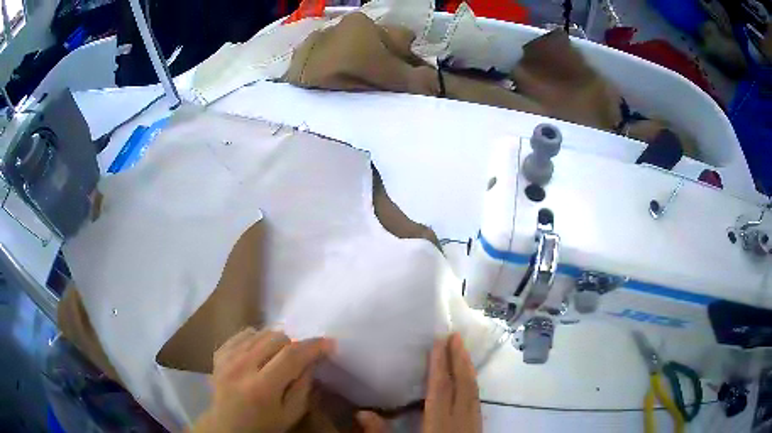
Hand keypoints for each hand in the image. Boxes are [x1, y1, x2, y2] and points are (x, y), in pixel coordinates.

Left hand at [191, 327, 333, 432]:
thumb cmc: (263, 426)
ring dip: (276, 341)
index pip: (291, 355)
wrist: (227, 426)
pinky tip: (261, 352)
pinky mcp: (219, 353)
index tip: (329, 343)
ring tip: (280, 356)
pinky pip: (243, 334)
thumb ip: (304, 387)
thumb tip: (313, 360)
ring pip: (260, 332)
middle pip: (276, 338)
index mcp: (262, 387)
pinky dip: (257, 339)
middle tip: (301, 357)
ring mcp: (227, 358)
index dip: (313, 346)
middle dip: (294, 345)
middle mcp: (241, 367)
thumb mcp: (291, 414)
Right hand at [356, 333, 481, 432]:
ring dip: (468, 371)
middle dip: (460, 360)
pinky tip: (468, 384)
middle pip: (463, 386)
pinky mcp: (477, 430)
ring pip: (474, 393)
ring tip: (462, 352)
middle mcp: (460, 421)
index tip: (440, 341)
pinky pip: (476, 402)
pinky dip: (472, 387)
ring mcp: (473, 425)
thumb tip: (361, 413)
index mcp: (439, 425)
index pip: (440, 389)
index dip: (440, 365)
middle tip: (456, 336)